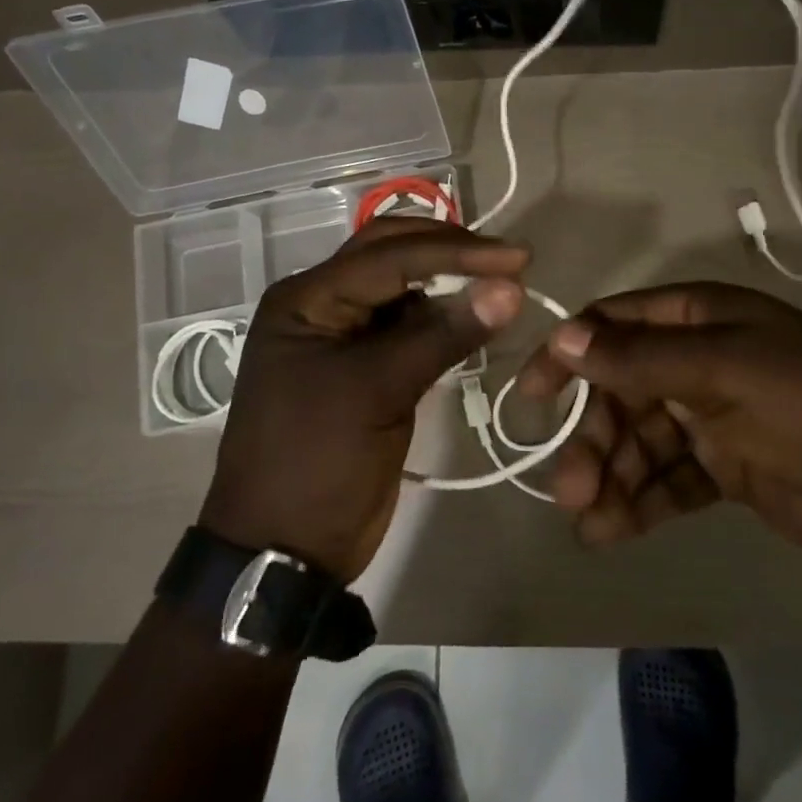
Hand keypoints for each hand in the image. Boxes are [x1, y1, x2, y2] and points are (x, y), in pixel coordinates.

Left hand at [202, 219, 528, 579]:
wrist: (284, 550)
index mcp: (307, 299)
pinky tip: (477, 317)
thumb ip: (442, 335)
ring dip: (450, 282)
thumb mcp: (377, 393)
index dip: (457, 252)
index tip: (517, 259)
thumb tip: (509, 289)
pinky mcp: (367, 366)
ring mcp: (344, 335)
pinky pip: (409, 326)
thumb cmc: (317, 463)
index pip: (390, 255)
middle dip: (451, 251)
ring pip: (404, 288)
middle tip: (510, 261)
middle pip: (391, 254)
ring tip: (504, 284)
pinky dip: (444, 318)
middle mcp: (322, 304)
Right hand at [516, 282, 801, 558]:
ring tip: (590, 521)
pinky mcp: (722, 469)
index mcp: (700, 320)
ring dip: (611, 477)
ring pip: (639, 442)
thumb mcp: (726, 368)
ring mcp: (709, 417)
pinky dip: (640, 503)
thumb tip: (565, 339)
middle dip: (593, 438)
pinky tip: (614, 532)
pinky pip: (667, 480)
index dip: (569, 354)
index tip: (532, 396)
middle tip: (571, 488)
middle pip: (621, 393)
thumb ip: (644, 358)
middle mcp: (697, 361)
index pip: (615, 325)